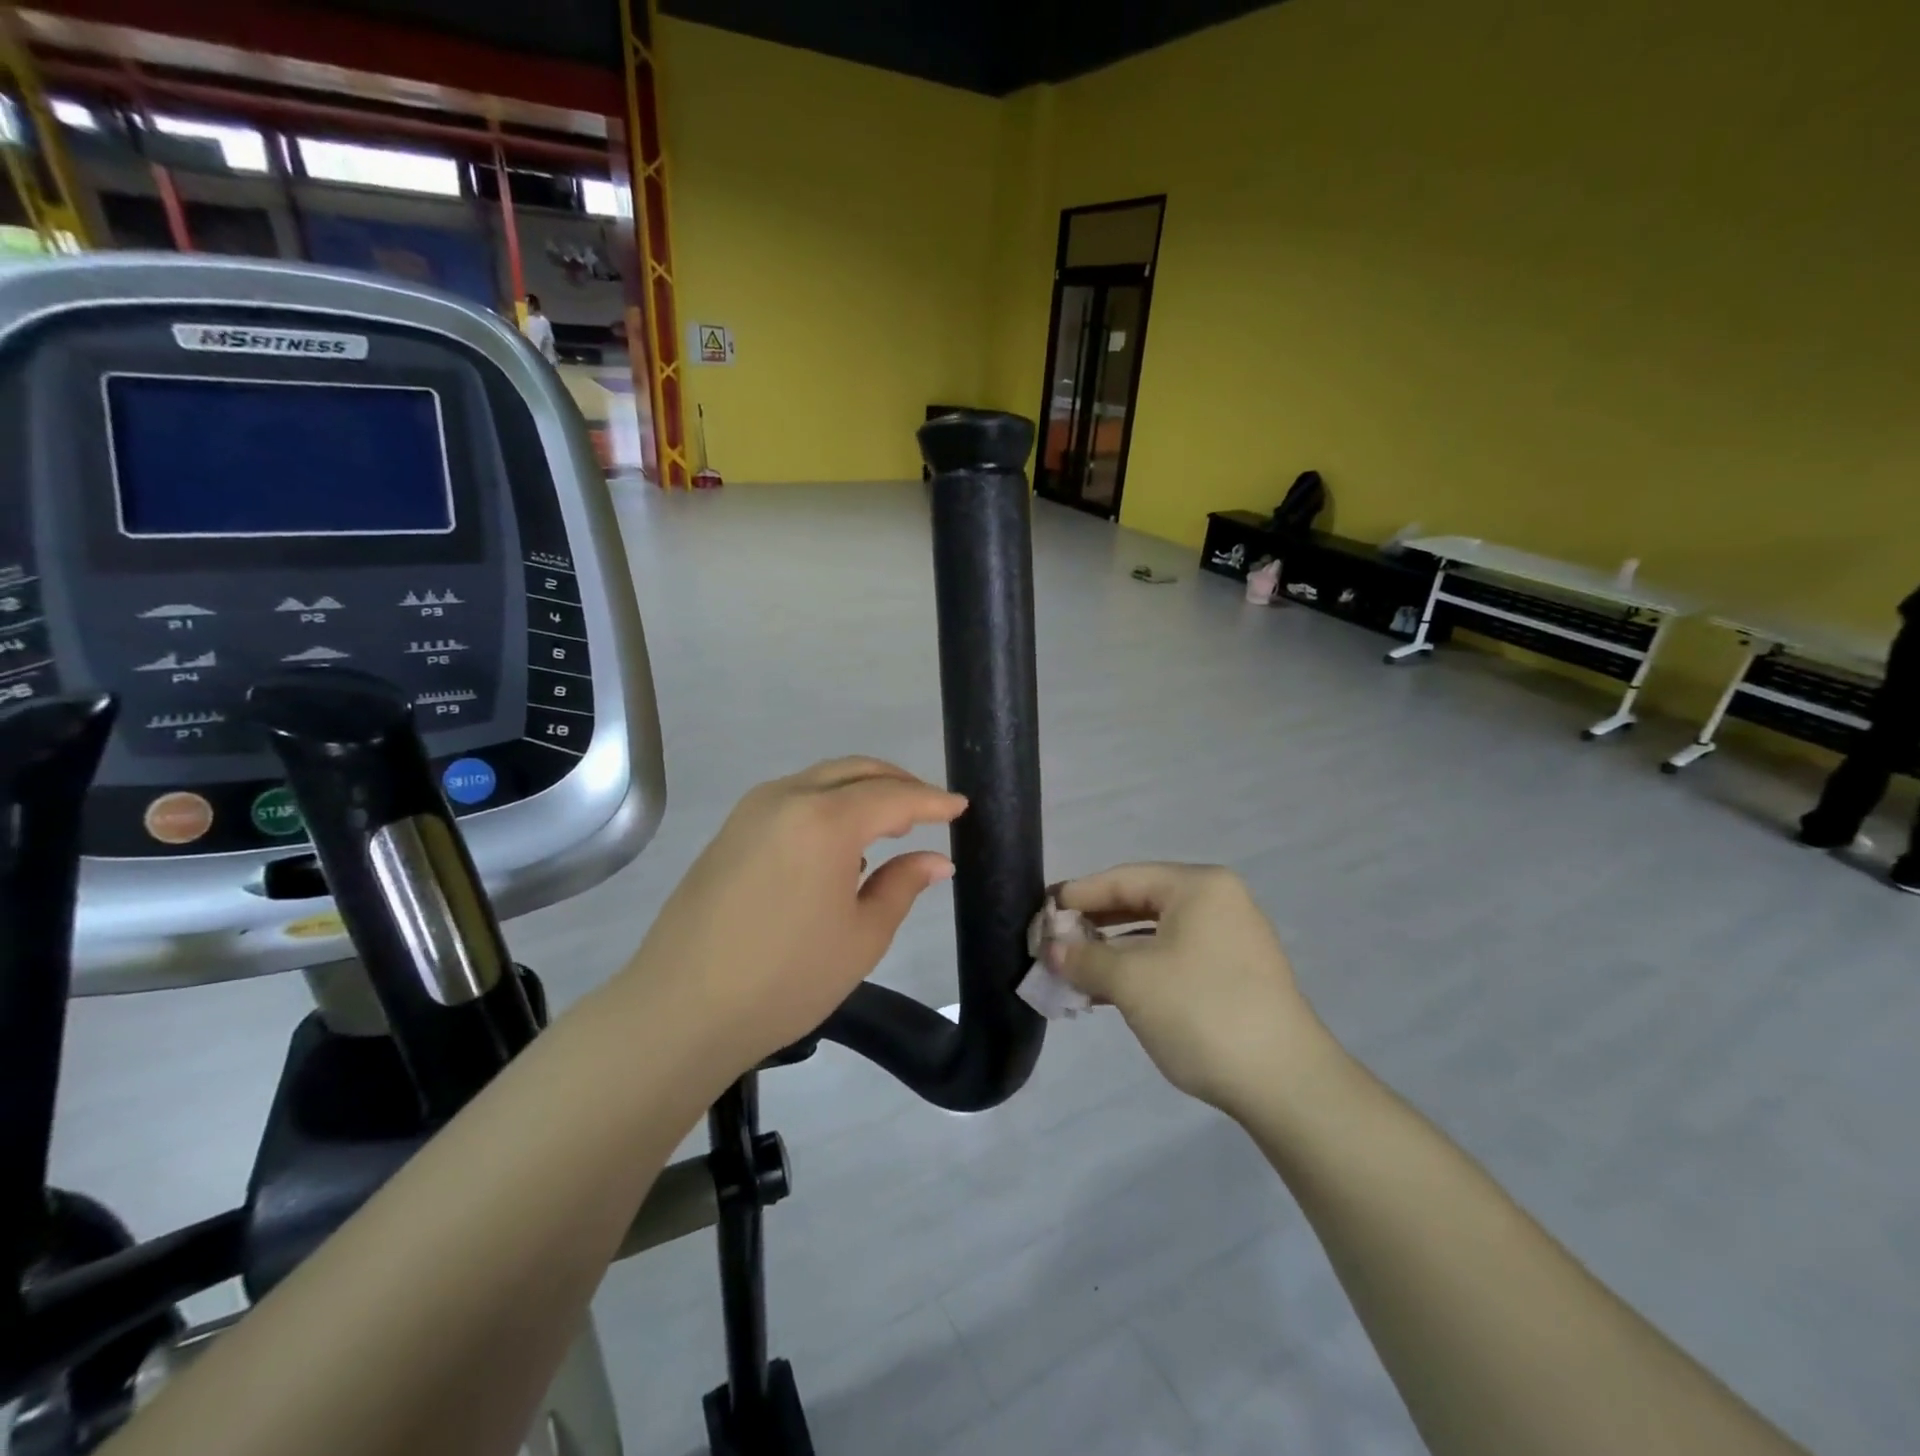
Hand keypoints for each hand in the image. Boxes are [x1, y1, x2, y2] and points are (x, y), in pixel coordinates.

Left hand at [623, 758, 965, 1071]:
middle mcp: (787, 798)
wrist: (681, 1009)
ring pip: (822, 780)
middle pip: (855, 771)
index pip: (893, 796)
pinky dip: (828, 805)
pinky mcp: (731, 830)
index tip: (961, 806)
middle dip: (898, 783)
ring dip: (861, 791)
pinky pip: (794, 798)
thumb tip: (938, 860)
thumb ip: (903, 885)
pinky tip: (840, 846)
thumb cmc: (785, 979)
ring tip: (891, 826)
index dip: (932, 801)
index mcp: (825, 820)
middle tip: (930, 810)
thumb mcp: (862, 936)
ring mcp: (752, 810)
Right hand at [1050, 864, 1332, 1113]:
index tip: (1040, 911)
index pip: (1123, 878)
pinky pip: (1174, 959)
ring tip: (1073, 972)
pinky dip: (1140, 971)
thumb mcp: (1131, 981)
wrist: (1285, 1084)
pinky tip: (1108, 993)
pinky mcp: (1234, 976)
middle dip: (1093, 925)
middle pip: (1140, 902)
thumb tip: (1050, 948)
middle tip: (1052, 942)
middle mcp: (1218, 903)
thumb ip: (1084, 958)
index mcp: (1198, 887)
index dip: (1078, 895)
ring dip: (1113, 953)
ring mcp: (1230, 940)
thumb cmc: (1202, 1012)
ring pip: (1156, 935)